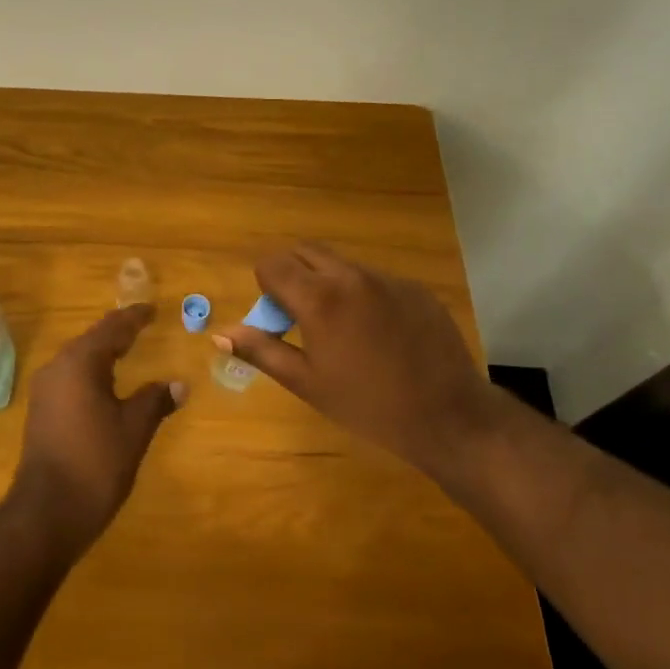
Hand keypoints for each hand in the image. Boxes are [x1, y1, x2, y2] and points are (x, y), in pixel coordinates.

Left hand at [11, 303, 187, 550]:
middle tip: (142, 324)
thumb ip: (155, 400)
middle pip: (92, 339)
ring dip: (103, 352)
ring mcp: (45, 390)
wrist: (47, 512)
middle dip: (117, 331)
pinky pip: (70, 377)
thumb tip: (179, 385)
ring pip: (79, 358)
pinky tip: (105, 383)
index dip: (134, 318)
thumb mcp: (134, 429)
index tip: (152, 309)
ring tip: (127, 348)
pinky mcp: (42, 410)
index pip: (112, 328)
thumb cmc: (96, 463)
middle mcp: (58, 367)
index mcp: (80, 362)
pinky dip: (91, 371)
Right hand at [216, 243, 494, 477]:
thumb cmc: (368, 406)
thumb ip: (261, 351)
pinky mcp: (415, 289)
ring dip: (327, 282)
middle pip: (305, 251)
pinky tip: (378, 335)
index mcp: (320, 298)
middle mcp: (351, 276)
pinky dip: (362, 294)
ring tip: (341, 329)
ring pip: (341, 264)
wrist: (448, 416)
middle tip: (300, 316)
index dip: (265, 285)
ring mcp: (388, 279)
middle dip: (292, 273)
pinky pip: (375, 279)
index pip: (272, 263)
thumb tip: (220, 334)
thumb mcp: (307, 383)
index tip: (276, 317)